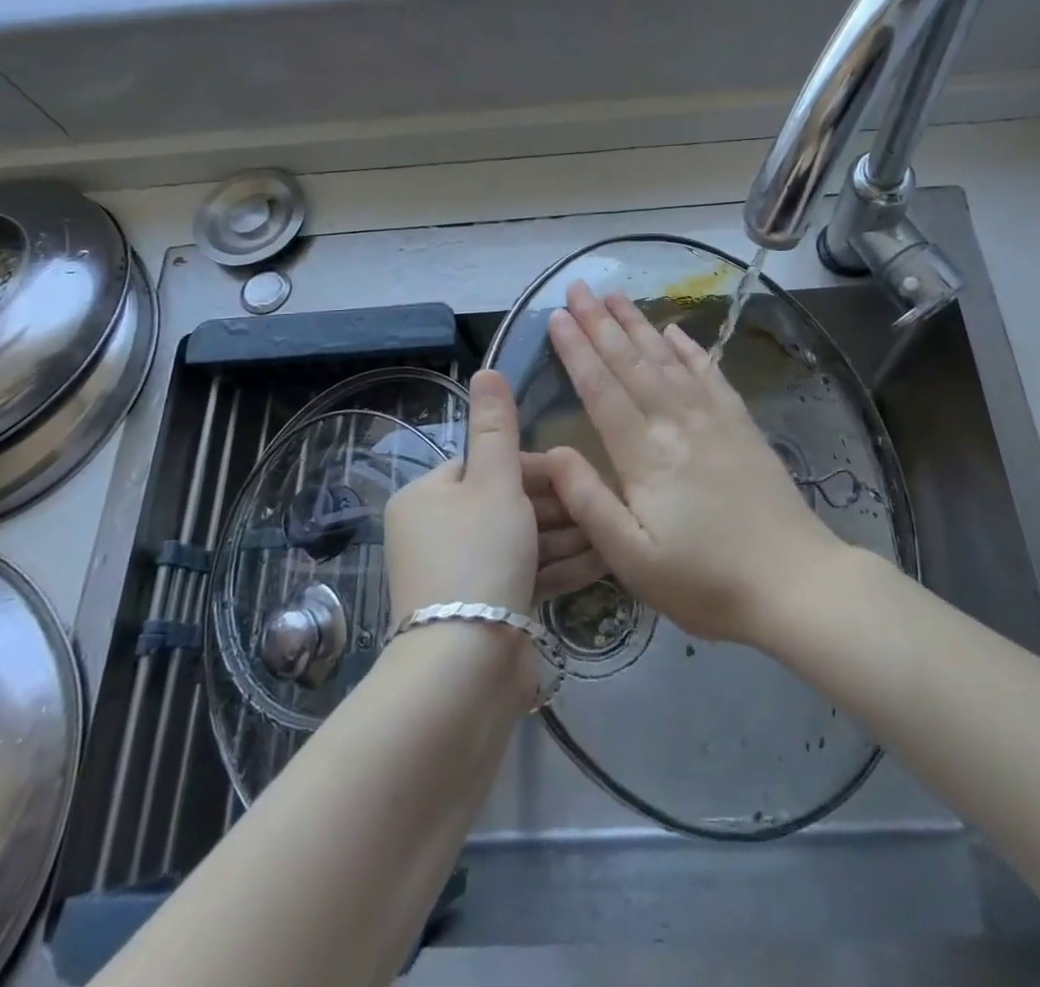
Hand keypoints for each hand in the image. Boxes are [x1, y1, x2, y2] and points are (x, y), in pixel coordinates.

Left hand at [384, 369, 606, 625]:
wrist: (464, 671)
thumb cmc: (479, 557)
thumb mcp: (494, 483)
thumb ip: (496, 426)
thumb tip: (485, 368)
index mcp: (427, 496)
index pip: (487, 465)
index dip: (534, 469)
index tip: (575, 475)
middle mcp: (437, 532)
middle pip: (507, 505)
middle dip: (558, 506)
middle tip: (603, 504)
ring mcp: (461, 575)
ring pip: (522, 542)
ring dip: (566, 536)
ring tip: (612, 532)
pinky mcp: (485, 610)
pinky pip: (526, 576)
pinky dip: (559, 568)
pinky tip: (601, 561)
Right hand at [543, 280, 847, 645]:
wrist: (795, 583)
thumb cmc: (706, 582)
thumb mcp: (633, 560)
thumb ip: (589, 503)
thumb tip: (551, 453)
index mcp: (644, 456)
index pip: (601, 390)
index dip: (576, 351)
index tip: (557, 316)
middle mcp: (676, 424)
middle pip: (631, 363)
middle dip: (600, 323)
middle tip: (578, 287)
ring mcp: (713, 419)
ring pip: (667, 359)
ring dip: (638, 324)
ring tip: (615, 294)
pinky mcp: (741, 424)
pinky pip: (710, 373)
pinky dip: (689, 348)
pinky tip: (674, 329)